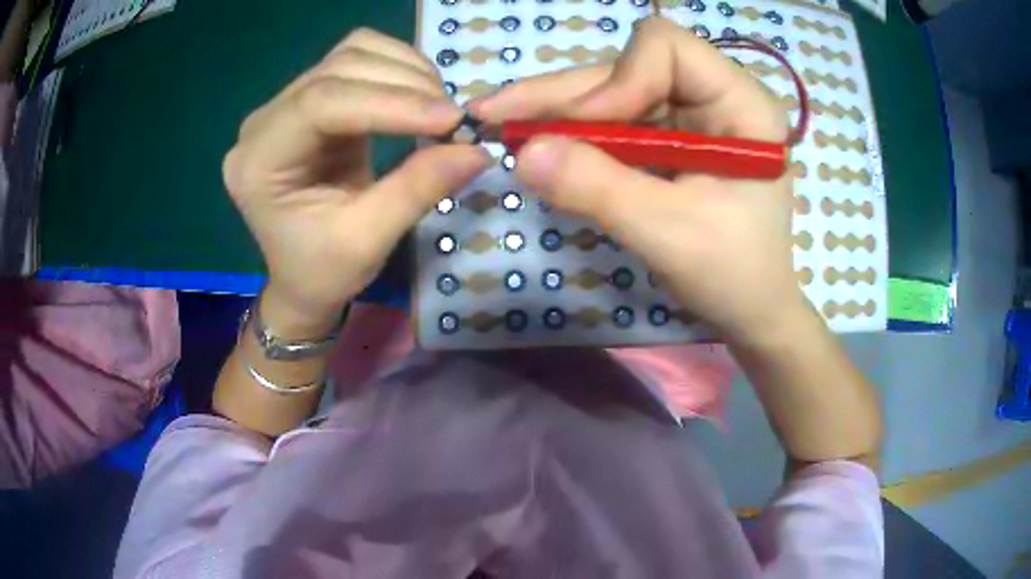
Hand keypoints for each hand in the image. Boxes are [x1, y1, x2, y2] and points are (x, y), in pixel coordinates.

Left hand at [223, 29, 488, 335]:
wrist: (302, 277)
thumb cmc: (322, 271)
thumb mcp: (368, 242)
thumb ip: (417, 190)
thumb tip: (478, 149)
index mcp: (258, 162)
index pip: (320, 104)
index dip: (389, 102)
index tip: (451, 120)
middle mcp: (264, 122)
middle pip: (338, 68)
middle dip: (405, 84)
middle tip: (454, 120)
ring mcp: (286, 104)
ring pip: (352, 53)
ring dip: (406, 71)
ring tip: (440, 110)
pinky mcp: (313, 99)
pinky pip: (359, 61)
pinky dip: (400, 69)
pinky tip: (421, 98)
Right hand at [471, 17, 808, 343]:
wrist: (748, 311)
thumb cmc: (732, 275)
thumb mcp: (668, 234)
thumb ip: (598, 189)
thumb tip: (522, 153)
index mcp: (740, 103)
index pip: (666, 49)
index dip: (618, 79)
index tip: (585, 130)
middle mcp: (713, 95)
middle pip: (627, 68)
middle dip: (563, 95)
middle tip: (493, 113)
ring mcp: (688, 116)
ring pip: (611, 93)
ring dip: (557, 113)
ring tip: (500, 127)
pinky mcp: (667, 139)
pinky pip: (612, 124)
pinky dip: (572, 136)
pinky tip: (534, 145)